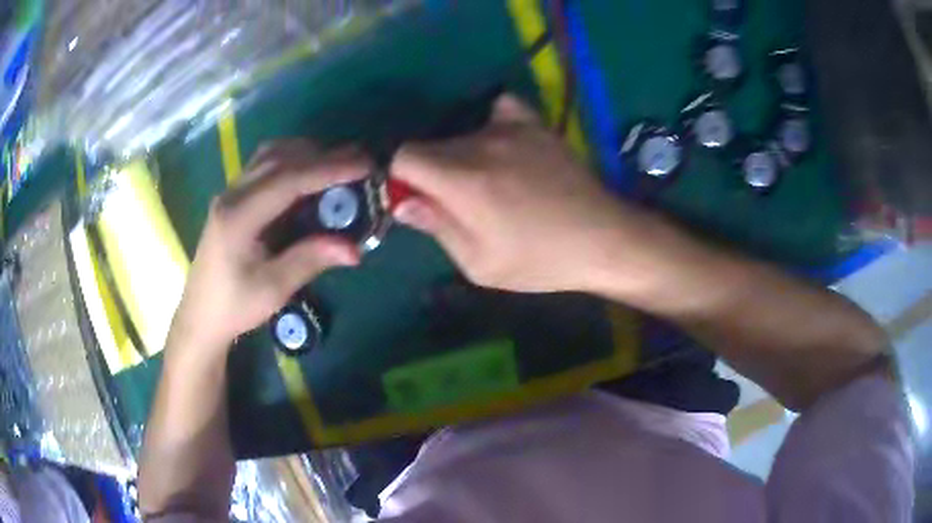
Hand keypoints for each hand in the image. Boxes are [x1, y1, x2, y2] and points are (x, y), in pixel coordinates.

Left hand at [171, 141, 369, 349]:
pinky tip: (308, 174)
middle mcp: (233, 194)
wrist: (201, 315)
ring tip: (338, 164)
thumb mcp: (273, 289)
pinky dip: (292, 161)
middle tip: (360, 160)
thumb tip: (354, 249)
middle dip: (322, 155)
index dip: (328, 168)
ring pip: (270, 155)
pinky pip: (265, 165)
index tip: (364, 165)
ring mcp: (231, 193)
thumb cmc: (234, 306)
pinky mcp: (233, 198)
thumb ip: (310, 260)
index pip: (288, 179)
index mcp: (239, 216)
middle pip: (280, 157)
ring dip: (306, 153)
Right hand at [391, 95, 631, 292]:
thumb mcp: (480, 264)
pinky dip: (491, 124)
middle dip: (429, 173)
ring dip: (459, 156)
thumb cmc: (541, 261)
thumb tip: (402, 202)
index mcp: (464, 181)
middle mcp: (482, 143)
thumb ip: (437, 227)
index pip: (403, 156)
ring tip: (489, 184)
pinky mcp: (535, 123)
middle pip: (429, 145)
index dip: (400, 179)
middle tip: (456, 203)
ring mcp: (511, 128)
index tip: (416, 201)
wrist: (603, 239)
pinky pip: (498, 109)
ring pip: (460, 134)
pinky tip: (503, 146)